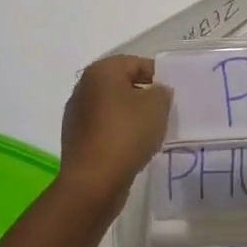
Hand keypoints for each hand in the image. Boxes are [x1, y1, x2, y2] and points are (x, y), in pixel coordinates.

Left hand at [57, 55, 171, 206]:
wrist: (92, 183)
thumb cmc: (126, 134)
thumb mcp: (157, 106)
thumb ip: (161, 92)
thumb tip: (156, 92)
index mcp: (101, 71)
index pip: (135, 63)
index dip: (157, 76)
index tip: (170, 94)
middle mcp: (84, 88)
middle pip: (122, 84)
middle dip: (143, 95)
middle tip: (162, 111)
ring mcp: (76, 115)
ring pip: (112, 108)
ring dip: (130, 116)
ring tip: (149, 132)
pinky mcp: (75, 140)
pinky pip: (103, 128)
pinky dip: (118, 133)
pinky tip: (132, 148)